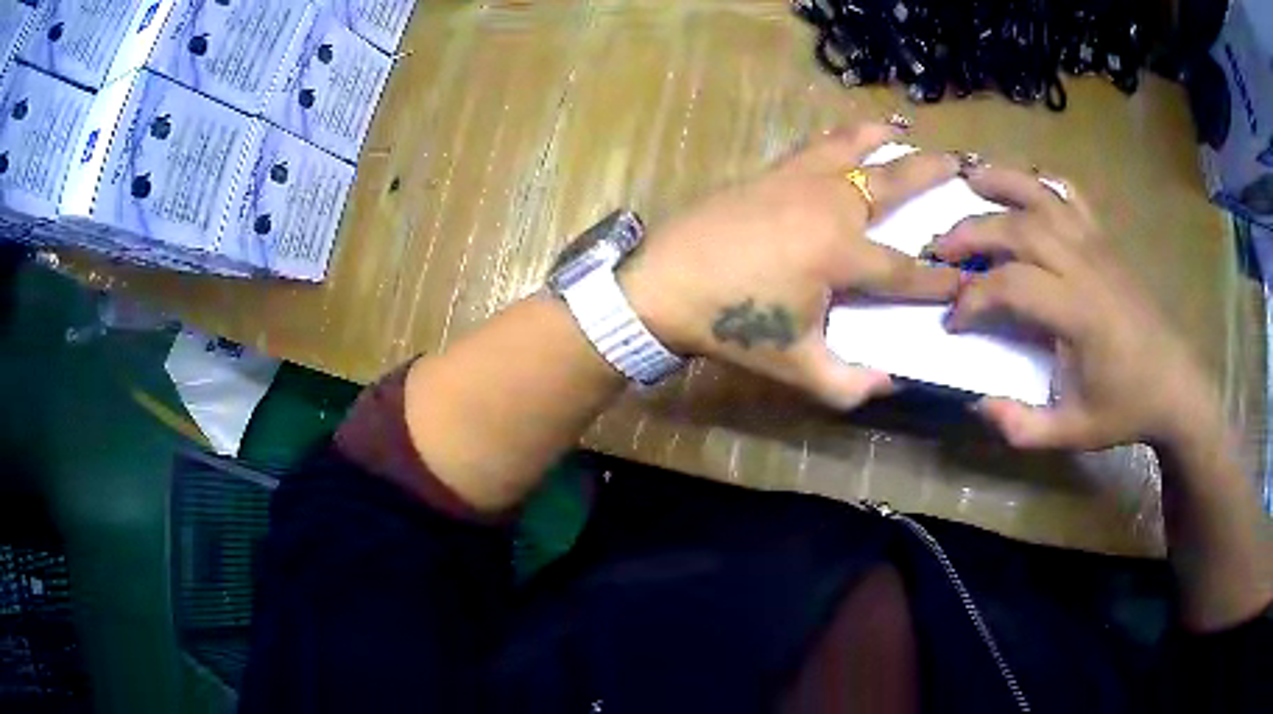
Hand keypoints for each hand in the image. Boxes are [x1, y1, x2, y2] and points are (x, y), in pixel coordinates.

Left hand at [621, 121, 961, 409]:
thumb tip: (892, 384)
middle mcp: (831, 205)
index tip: (968, 281)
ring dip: (884, 138)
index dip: (940, 280)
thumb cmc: (732, 326)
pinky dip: (840, 137)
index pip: (907, 269)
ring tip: (906, 127)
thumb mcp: (797, 368)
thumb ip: (850, 384)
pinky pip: (816, 146)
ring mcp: (799, 180)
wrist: (663, 285)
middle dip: (933, 175)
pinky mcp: (772, 172)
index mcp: (843, 254)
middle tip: (962, 167)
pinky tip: (846, 136)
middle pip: (894, 183)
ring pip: (853, 147)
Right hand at [933, 165, 1220, 450]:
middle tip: (938, 249)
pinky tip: (1024, 186)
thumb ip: (1022, 426)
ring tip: (967, 179)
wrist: (1174, 384)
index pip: (1011, 285)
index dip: (972, 299)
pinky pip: (1070, 196)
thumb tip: (976, 403)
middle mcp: (1085, 265)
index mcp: (1079, 312)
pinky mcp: (1105, 240)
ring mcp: (1097, 245)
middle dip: (971, 233)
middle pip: (1018, 228)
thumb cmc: (1126, 407)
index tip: (953, 323)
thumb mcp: (1072, 433)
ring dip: (1001, 183)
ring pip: (1042, 195)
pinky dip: (1042, 183)